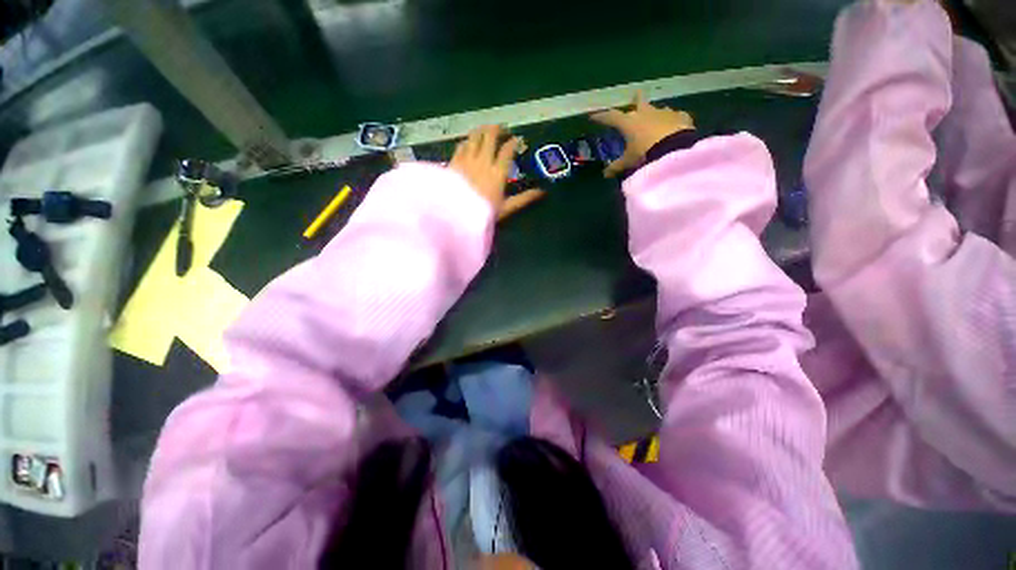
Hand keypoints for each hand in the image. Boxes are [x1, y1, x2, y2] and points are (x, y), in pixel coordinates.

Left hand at [450, 125, 520, 210]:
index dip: (514, 142)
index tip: (517, 140)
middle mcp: (483, 161)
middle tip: (502, 130)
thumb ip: (524, 199)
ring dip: (482, 130)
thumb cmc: (483, 213)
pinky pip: (461, 145)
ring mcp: (467, 159)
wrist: (455, 215)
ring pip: (475, 136)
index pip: (508, 150)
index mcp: (498, 172)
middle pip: (490, 136)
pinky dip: (467, 141)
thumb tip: (541, 192)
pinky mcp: (454, 162)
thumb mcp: (506, 208)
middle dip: (498, 129)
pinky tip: (468, 142)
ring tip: (486, 130)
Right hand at [590, 92, 694, 177]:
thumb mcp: (628, 162)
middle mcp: (645, 113)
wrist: (675, 149)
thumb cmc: (645, 153)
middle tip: (635, 96)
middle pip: (639, 101)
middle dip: (636, 99)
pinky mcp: (680, 117)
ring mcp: (664, 112)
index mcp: (629, 122)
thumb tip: (605, 174)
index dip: (601, 117)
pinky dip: (672, 120)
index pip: (611, 117)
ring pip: (657, 109)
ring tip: (654, 118)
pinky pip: (675, 116)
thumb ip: (616, 167)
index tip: (593, 117)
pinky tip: (674, 124)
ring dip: (654, 113)